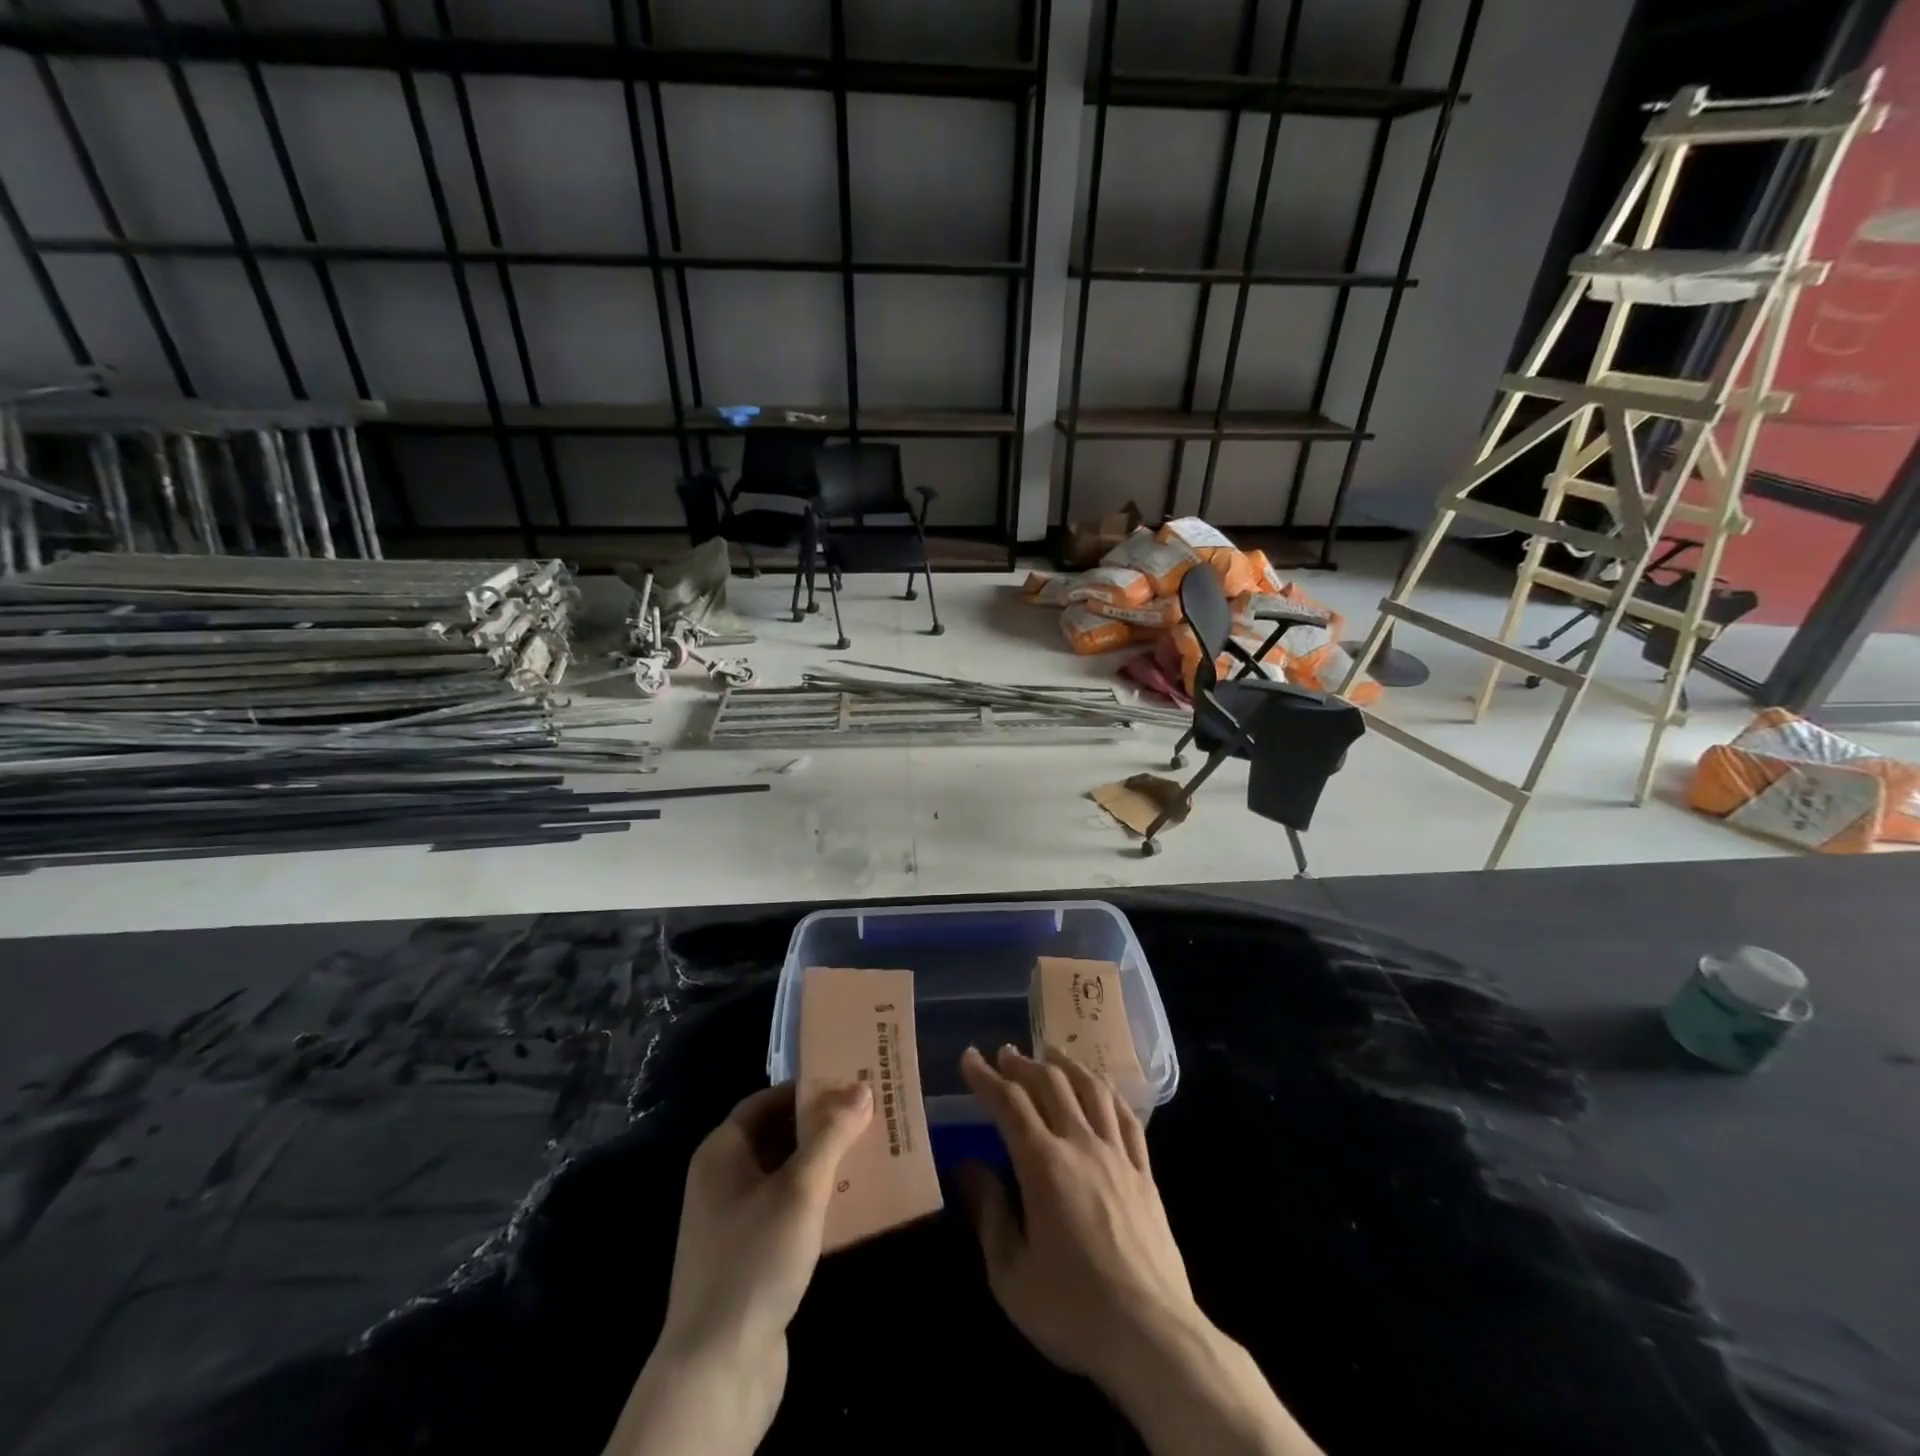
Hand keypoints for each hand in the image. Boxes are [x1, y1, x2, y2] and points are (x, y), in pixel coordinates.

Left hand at [605, 1080, 870, 1455]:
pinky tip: (856, 1205)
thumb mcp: (800, 1188)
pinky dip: (819, 1203)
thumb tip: (860, 1087)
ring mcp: (735, 1223)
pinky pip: (789, 1213)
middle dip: (822, 1126)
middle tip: (870, 1115)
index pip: (766, 1101)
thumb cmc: (755, 1260)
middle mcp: (723, 1180)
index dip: (806, 1090)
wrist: (717, 1371)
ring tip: (873, 1153)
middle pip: (778, 1136)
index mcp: (722, 1152)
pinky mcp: (752, 1259)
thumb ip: (831, 1134)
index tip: (849, 1083)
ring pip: (787, 1176)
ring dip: (826, 1165)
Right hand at [957, 1044, 1198, 1387]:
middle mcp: (1081, 1144)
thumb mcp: (1010, 1274)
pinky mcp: (1145, 1172)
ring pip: (1091, 1089)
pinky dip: (1107, 1092)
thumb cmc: (1072, 1309)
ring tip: (1050, 1052)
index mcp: (1044, 1164)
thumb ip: (989, 1213)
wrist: (1152, 1337)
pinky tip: (1100, 1088)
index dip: (986, 1077)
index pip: (1009, 1103)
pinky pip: (1127, 1116)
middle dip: (1023, 1064)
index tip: (969, 1057)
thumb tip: (968, 1166)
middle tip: (1005, 1054)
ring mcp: (1119, 1155)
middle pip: (1051, 1084)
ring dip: (1066, 1064)